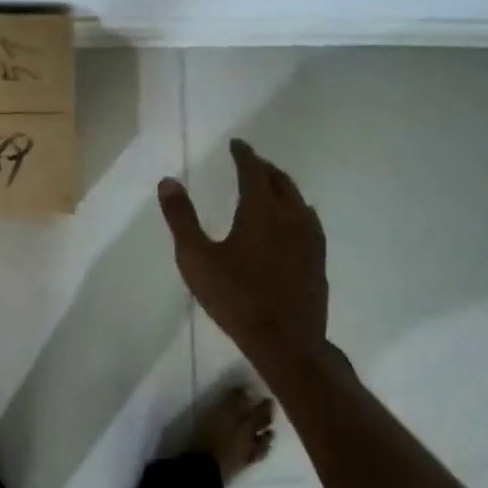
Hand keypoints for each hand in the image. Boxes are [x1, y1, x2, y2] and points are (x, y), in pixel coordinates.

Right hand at [156, 138, 327, 367]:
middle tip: (250, 162)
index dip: (244, 154)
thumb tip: (168, 181)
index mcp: (261, 210)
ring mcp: (310, 238)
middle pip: (280, 180)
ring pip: (298, 199)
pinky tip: (291, 222)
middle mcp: (291, 215)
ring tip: (269, 187)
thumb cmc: (236, 298)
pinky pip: (308, 219)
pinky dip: (296, 208)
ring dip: (282, 186)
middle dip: (264, 167)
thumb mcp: (196, 258)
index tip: (236, 144)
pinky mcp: (318, 258)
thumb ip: (182, 218)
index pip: (254, 170)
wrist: (287, 342)